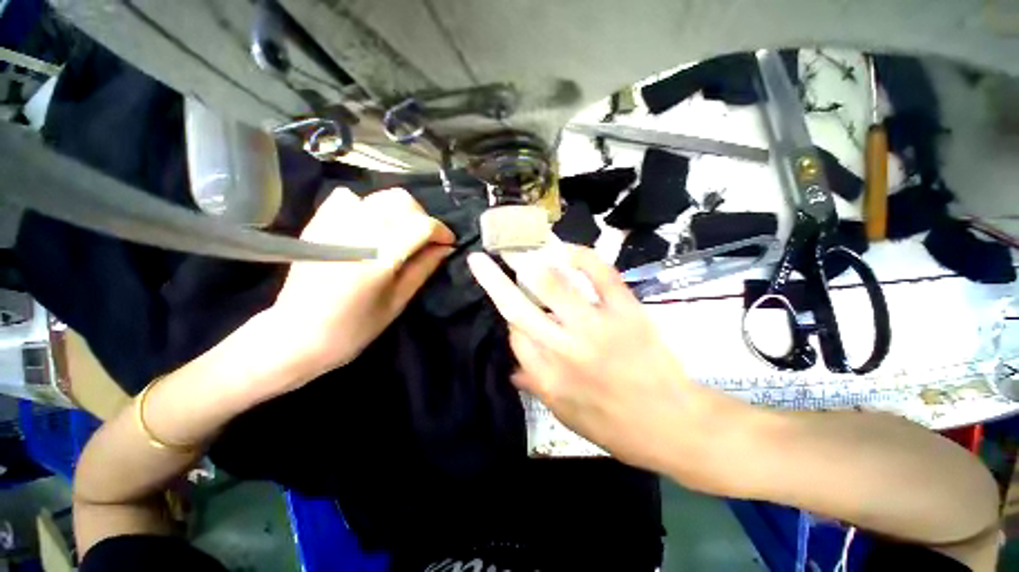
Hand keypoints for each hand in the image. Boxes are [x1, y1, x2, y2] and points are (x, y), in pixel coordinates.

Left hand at [268, 187, 454, 379]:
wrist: (295, 336)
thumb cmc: (353, 329)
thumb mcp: (397, 302)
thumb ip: (423, 269)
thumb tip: (445, 248)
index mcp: (378, 257)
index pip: (421, 225)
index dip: (442, 231)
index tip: (449, 242)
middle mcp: (356, 232)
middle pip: (401, 201)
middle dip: (422, 217)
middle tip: (426, 240)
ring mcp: (333, 223)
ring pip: (379, 197)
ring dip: (399, 212)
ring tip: (401, 234)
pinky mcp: (318, 223)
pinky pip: (350, 198)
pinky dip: (369, 207)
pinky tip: (370, 228)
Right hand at [468, 246, 749, 483]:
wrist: (674, 426)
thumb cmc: (616, 427)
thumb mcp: (566, 416)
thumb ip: (536, 386)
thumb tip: (512, 369)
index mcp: (547, 376)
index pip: (514, 334)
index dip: (509, 315)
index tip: (512, 306)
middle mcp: (564, 349)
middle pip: (519, 307)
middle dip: (493, 280)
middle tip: (481, 260)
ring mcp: (596, 327)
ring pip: (553, 285)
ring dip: (531, 263)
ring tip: (520, 248)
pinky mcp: (626, 312)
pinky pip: (601, 275)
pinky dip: (582, 256)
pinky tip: (567, 250)